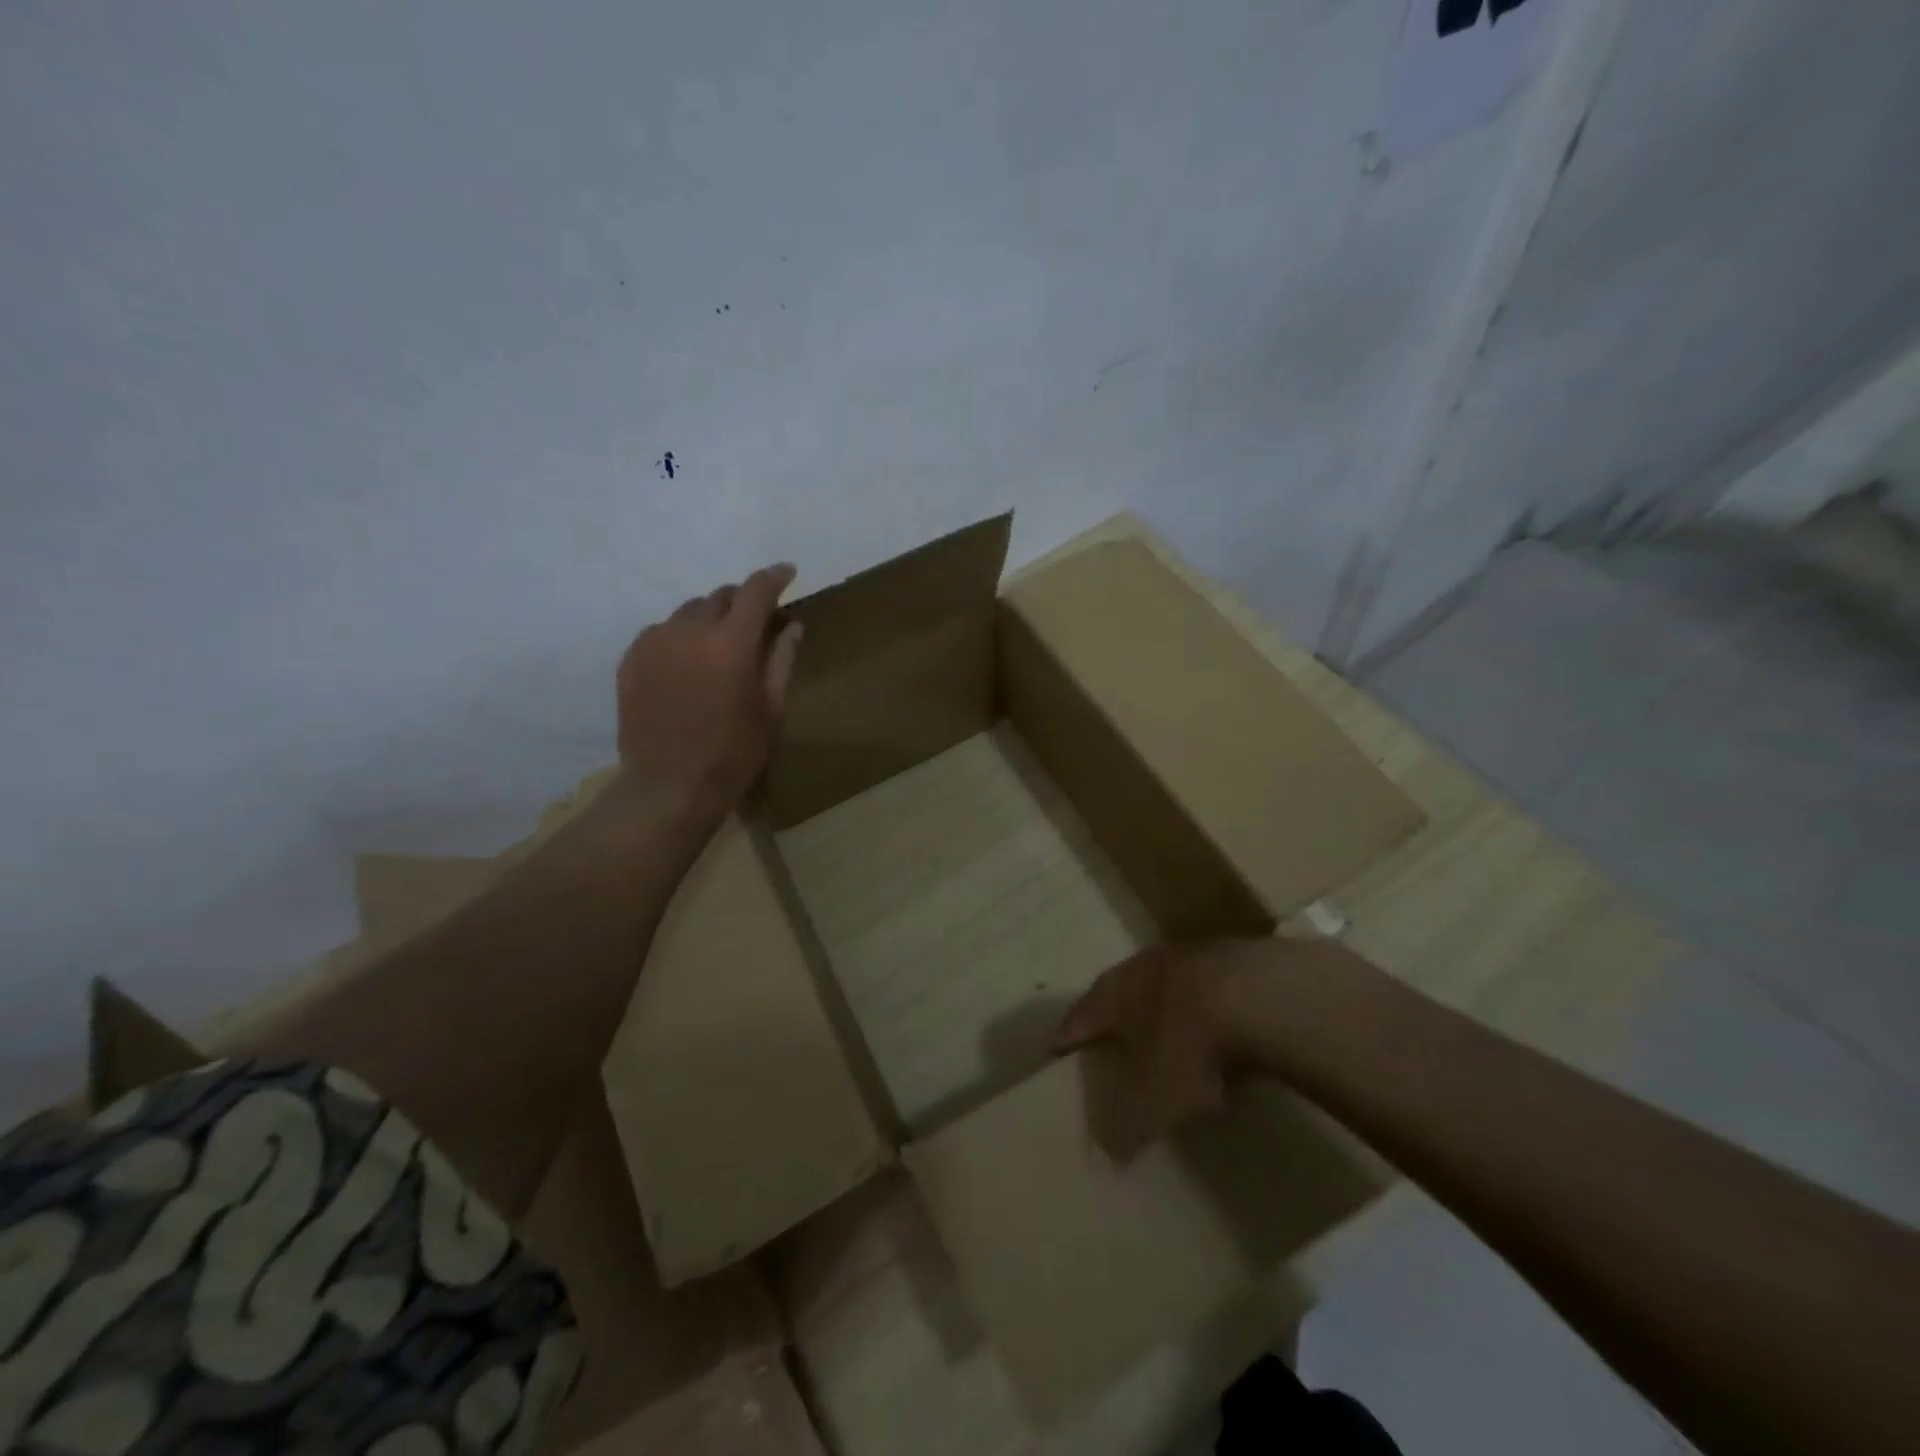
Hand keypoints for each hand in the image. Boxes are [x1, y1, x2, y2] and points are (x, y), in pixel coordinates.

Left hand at [615, 563, 804, 819]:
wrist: (669, 786)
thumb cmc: (733, 753)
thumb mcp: (771, 709)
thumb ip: (782, 659)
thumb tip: (792, 624)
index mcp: (730, 644)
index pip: (755, 592)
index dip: (774, 578)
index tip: (787, 573)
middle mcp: (689, 631)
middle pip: (719, 597)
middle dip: (741, 603)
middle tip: (755, 624)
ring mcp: (654, 642)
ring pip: (689, 612)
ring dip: (710, 620)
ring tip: (718, 648)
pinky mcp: (631, 658)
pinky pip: (663, 631)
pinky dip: (682, 636)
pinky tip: (689, 664)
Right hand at [1053, 941, 1264, 1162]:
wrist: (1259, 995)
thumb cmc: (1189, 1047)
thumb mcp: (1156, 1101)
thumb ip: (1128, 1129)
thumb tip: (1108, 1157)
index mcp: (1112, 995)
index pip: (1078, 1018)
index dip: (1067, 1037)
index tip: (1057, 1050)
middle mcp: (1140, 968)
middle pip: (1117, 993)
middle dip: (1113, 1017)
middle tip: (1109, 1041)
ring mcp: (1185, 956)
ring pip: (1160, 986)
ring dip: (1158, 1007)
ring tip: (1163, 1034)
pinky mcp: (1226, 956)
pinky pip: (1201, 986)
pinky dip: (1199, 1006)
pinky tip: (1213, 1028)